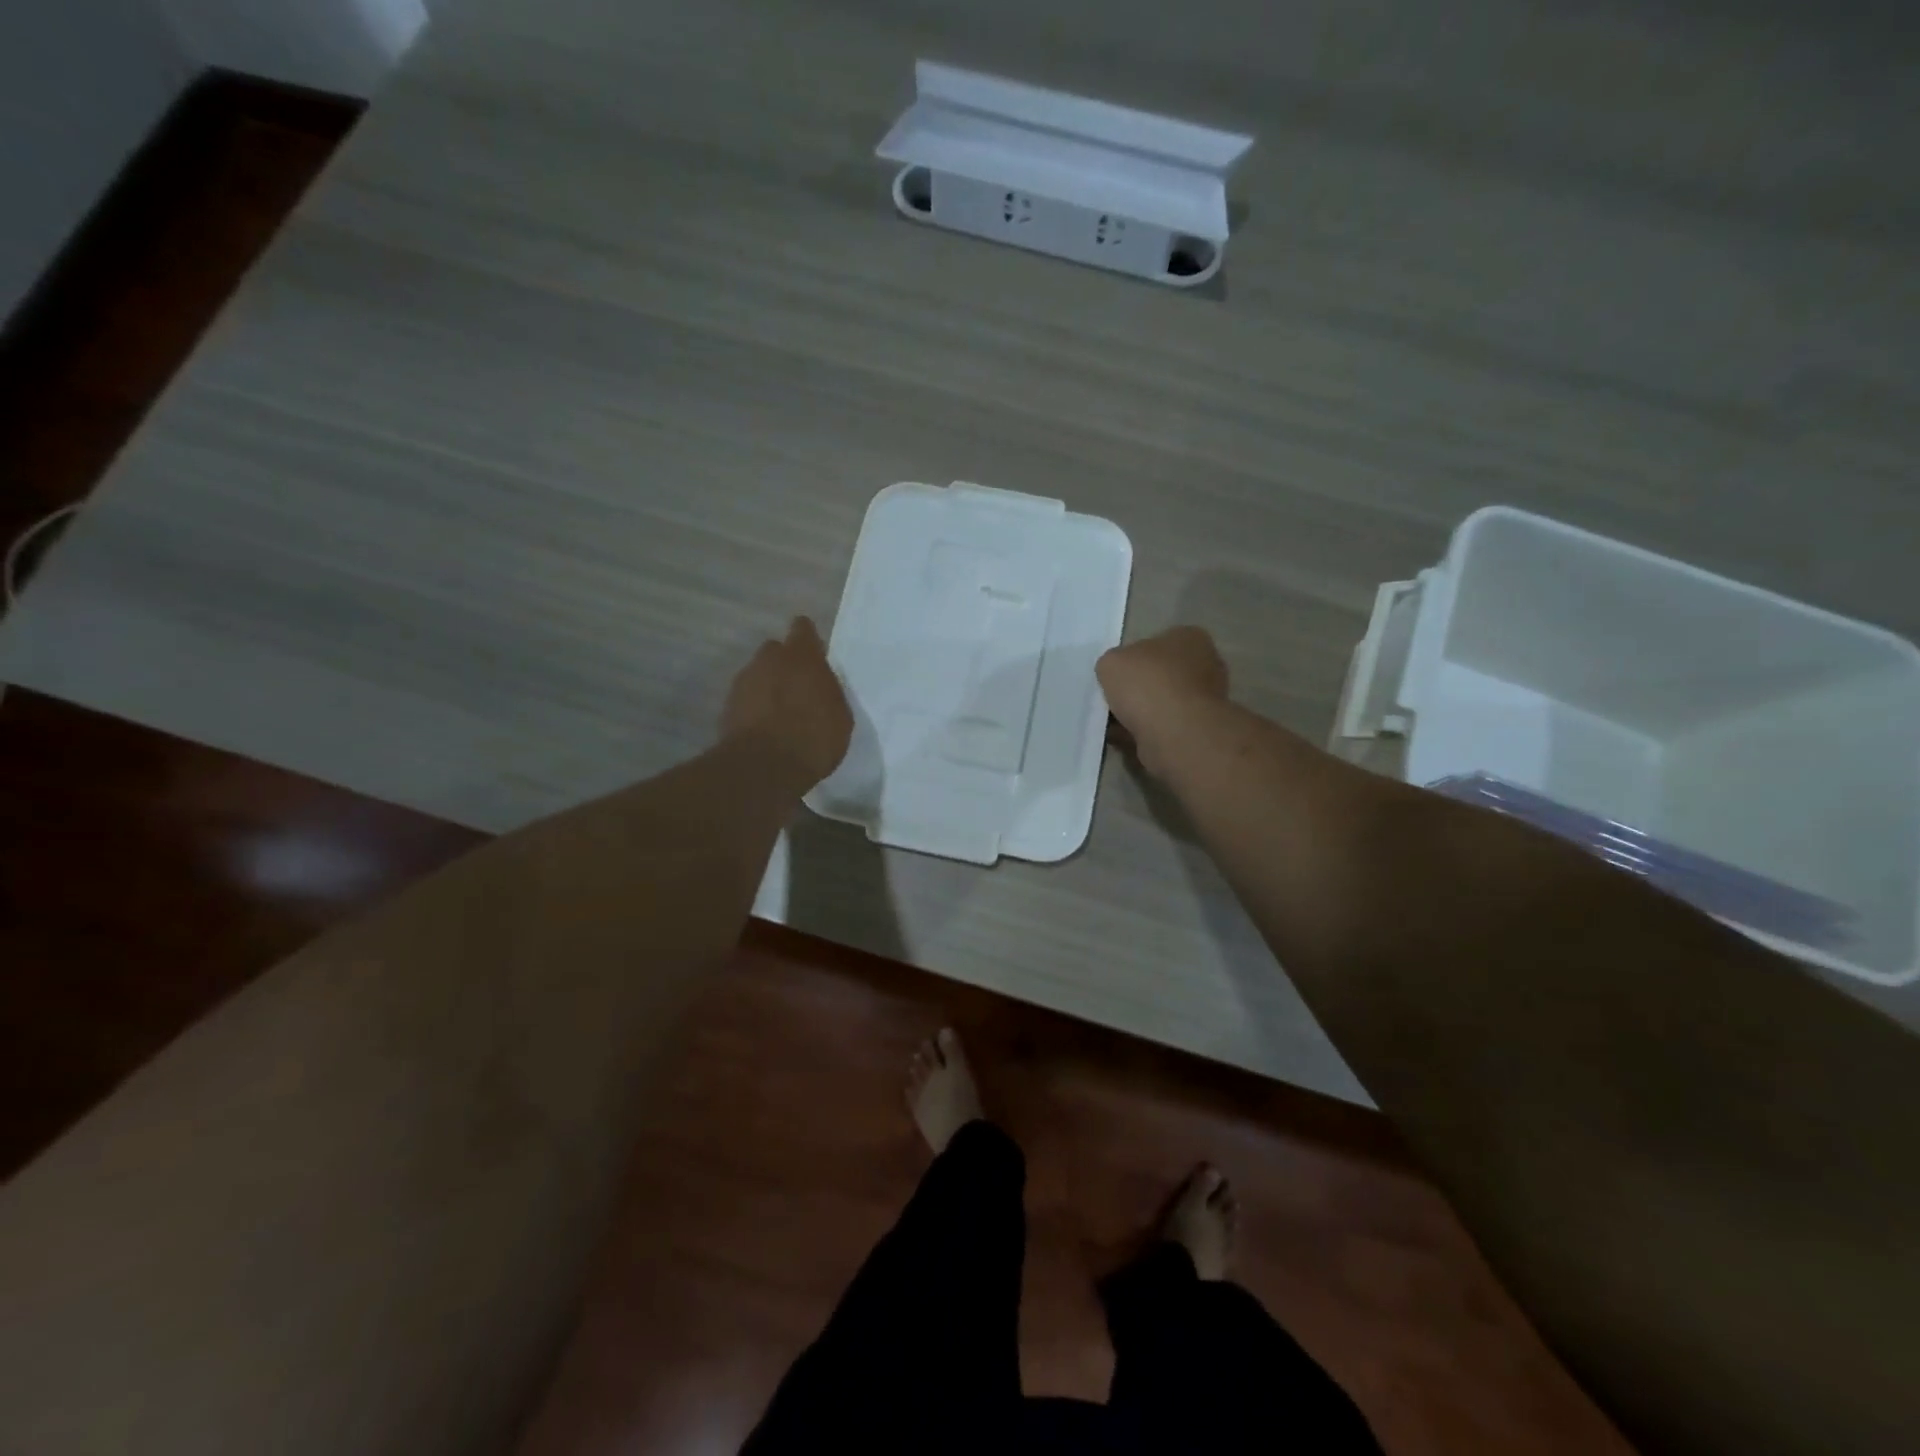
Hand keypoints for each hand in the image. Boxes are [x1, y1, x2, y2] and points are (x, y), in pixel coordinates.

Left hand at [720, 617, 852, 787]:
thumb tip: (819, 685)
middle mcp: (769, 659)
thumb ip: (827, 691)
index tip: (814, 655)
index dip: (807, 640)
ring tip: (780, 713)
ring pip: (758, 675)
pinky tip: (764, 728)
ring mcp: (744, 681)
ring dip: (767, 687)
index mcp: (802, 656)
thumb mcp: (839, 715)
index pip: (802, 629)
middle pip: (775, 651)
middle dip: (785, 664)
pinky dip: (754, 707)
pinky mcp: (727, 706)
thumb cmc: (813, 738)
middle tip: (798, 688)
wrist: (764, 767)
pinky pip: (745, 698)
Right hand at [1096, 627, 1228, 775]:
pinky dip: (1142, 732)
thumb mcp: (1111, 661)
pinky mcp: (1197, 731)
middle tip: (1112, 698)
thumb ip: (1113, 663)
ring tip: (1112, 721)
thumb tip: (1118, 675)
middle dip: (1137, 687)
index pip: (1158, 642)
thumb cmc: (1147, 684)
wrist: (1175, 734)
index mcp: (1190, 638)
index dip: (1133, 657)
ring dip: (1138, 713)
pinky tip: (1122, 738)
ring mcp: (1204, 701)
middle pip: (1161, 674)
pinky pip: (1162, 728)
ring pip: (1161, 704)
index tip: (1116, 673)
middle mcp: (1205, 666)